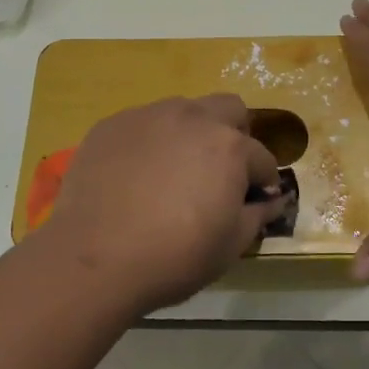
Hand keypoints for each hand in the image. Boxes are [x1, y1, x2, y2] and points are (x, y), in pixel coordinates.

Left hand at [38, 95, 284, 311]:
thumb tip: (274, 199)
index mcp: (229, 147)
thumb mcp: (230, 246)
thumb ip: (258, 215)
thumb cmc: (173, 257)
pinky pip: (142, 124)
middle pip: (228, 109)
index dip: (262, 181)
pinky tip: (135, 176)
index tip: (255, 199)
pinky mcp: (112, 124)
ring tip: (173, 172)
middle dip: (234, 134)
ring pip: (183, 111)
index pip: (261, 157)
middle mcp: (193, 118)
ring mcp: (149, 116)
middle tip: (220, 171)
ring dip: (190, 134)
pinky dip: (149, 143)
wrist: (94, 260)